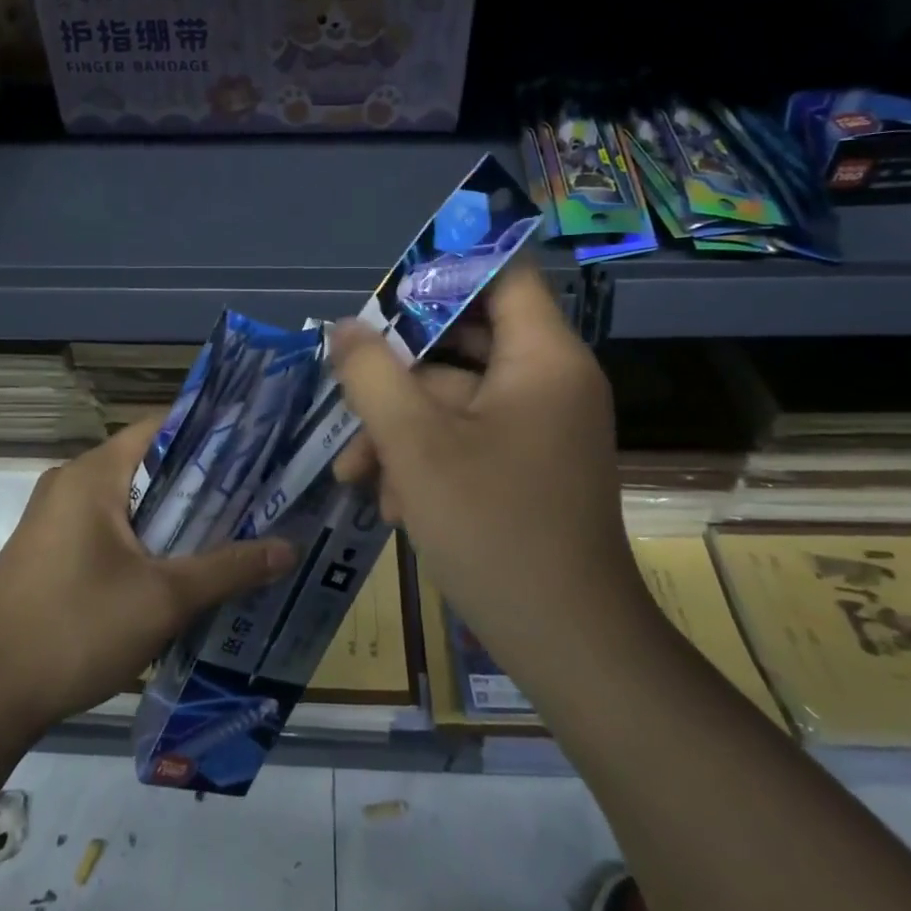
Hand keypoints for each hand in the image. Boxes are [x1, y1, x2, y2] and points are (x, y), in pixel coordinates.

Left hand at [0, 419, 294, 750]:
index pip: (162, 426)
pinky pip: (109, 526)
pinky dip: (146, 537)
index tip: (258, 449)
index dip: (212, 433)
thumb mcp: (164, 599)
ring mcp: (54, 517)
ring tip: (232, 529)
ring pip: (130, 499)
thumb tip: (290, 548)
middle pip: (149, 463)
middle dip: (203, 480)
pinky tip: (180, 566)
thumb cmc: (76, 630)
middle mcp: (70, 482)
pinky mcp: (49, 550)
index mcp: (93, 474)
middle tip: (258, 495)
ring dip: (176, 514)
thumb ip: (230, 567)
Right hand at [331, 262, 646, 675]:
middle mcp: (549, 381)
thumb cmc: (493, 529)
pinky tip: (393, 503)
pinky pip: (468, 437)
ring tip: (354, 473)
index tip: (384, 291)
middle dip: (398, 371)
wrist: (566, 642)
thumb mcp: (415, 444)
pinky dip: (427, 458)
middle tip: (348, 382)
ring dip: (400, 429)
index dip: (443, 268)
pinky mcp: (527, 466)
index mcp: (542, 357)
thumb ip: (372, 374)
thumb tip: (344, 329)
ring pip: (455, 398)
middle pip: (464, 340)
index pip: (502, 273)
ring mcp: (540, 427)